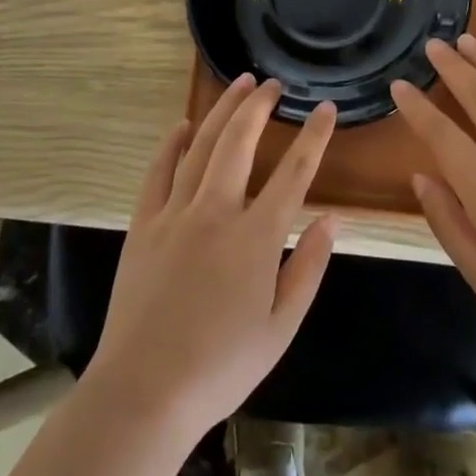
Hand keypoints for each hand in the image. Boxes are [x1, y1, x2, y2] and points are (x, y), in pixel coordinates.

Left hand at [86, 75, 338, 441]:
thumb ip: (308, 268)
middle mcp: (216, 212)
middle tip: (272, 83)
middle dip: (259, 106)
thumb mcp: (281, 327)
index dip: (314, 136)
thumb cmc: (222, 366)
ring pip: (200, 146)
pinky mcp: (143, 225)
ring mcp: (175, 214)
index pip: (294, 172)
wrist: (144, 392)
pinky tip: (182, 126)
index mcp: (256, 237)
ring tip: (238, 85)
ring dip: (221, 111)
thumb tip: (332, 219)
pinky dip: (171, 144)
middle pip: (240, 142)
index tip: (324, 107)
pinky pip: (158, 172)